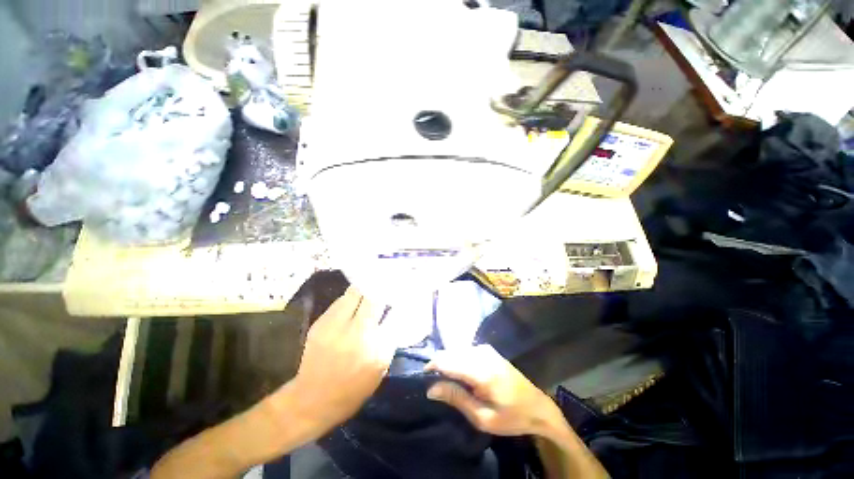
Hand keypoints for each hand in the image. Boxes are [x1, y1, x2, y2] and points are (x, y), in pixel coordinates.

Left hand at [284, 287, 394, 435]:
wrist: (312, 400)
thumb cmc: (353, 390)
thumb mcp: (380, 369)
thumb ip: (389, 340)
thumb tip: (394, 314)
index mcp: (378, 350)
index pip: (395, 314)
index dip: (399, 302)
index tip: (401, 295)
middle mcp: (359, 334)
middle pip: (375, 298)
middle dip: (382, 289)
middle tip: (386, 285)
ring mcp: (338, 326)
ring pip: (356, 292)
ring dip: (366, 288)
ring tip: (370, 286)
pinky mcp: (321, 323)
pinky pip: (341, 300)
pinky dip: (350, 297)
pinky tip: (354, 299)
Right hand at [425, 344, 564, 437]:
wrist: (538, 406)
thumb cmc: (511, 417)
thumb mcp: (483, 417)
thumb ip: (456, 398)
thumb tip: (431, 388)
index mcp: (480, 371)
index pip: (447, 361)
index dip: (431, 367)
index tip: (423, 379)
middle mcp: (481, 354)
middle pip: (450, 353)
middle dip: (438, 366)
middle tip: (436, 385)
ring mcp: (486, 349)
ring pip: (456, 351)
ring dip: (448, 363)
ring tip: (447, 382)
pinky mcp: (488, 350)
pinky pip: (465, 351)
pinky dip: (457, 360)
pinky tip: (460, 375)